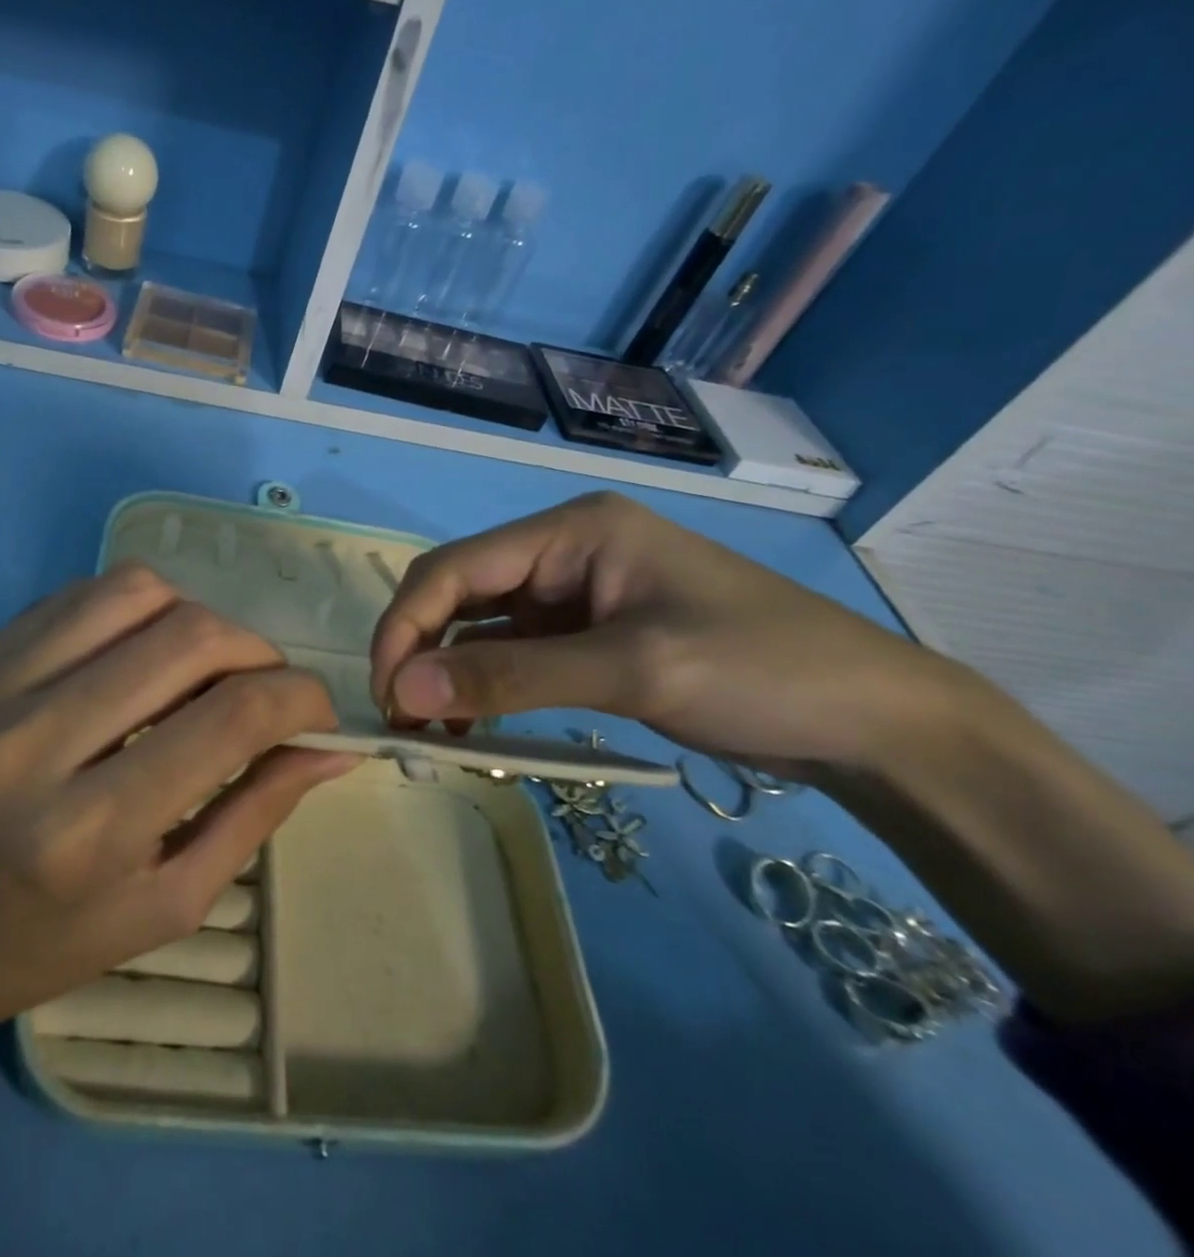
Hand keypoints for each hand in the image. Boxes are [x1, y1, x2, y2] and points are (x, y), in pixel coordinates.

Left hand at [0, 560, 350, 1043]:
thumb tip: (332, 747)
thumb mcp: (167, 903)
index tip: (318, 709)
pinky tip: (137, 655)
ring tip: (200, 668)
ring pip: (136, 590)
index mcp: (88, 832)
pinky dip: (136, 609)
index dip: (298, 698)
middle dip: (257, 651)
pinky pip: (82, 592)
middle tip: (266, 687)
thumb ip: (256, 812)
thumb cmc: (44, 942)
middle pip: (188, 637)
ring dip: (196, 617)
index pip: (228, 719)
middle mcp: (34, 743)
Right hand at [369, 492, 957, 775]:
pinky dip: (483, 686)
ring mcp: (574, 592)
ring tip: (429, 731)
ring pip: (479, 625)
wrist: (876, 721)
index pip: (453, 567)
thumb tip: (402, 691)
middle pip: (459, 591)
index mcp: (571, 531)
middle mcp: (562, 551)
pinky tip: (472, 724)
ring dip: (446, 672)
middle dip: (419, 649)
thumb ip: (509, 677)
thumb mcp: (629, 669)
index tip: (385, 693)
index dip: (405, 625)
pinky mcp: (586, 633)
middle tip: (400, 718)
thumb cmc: (760, 670)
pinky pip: (512, 652)